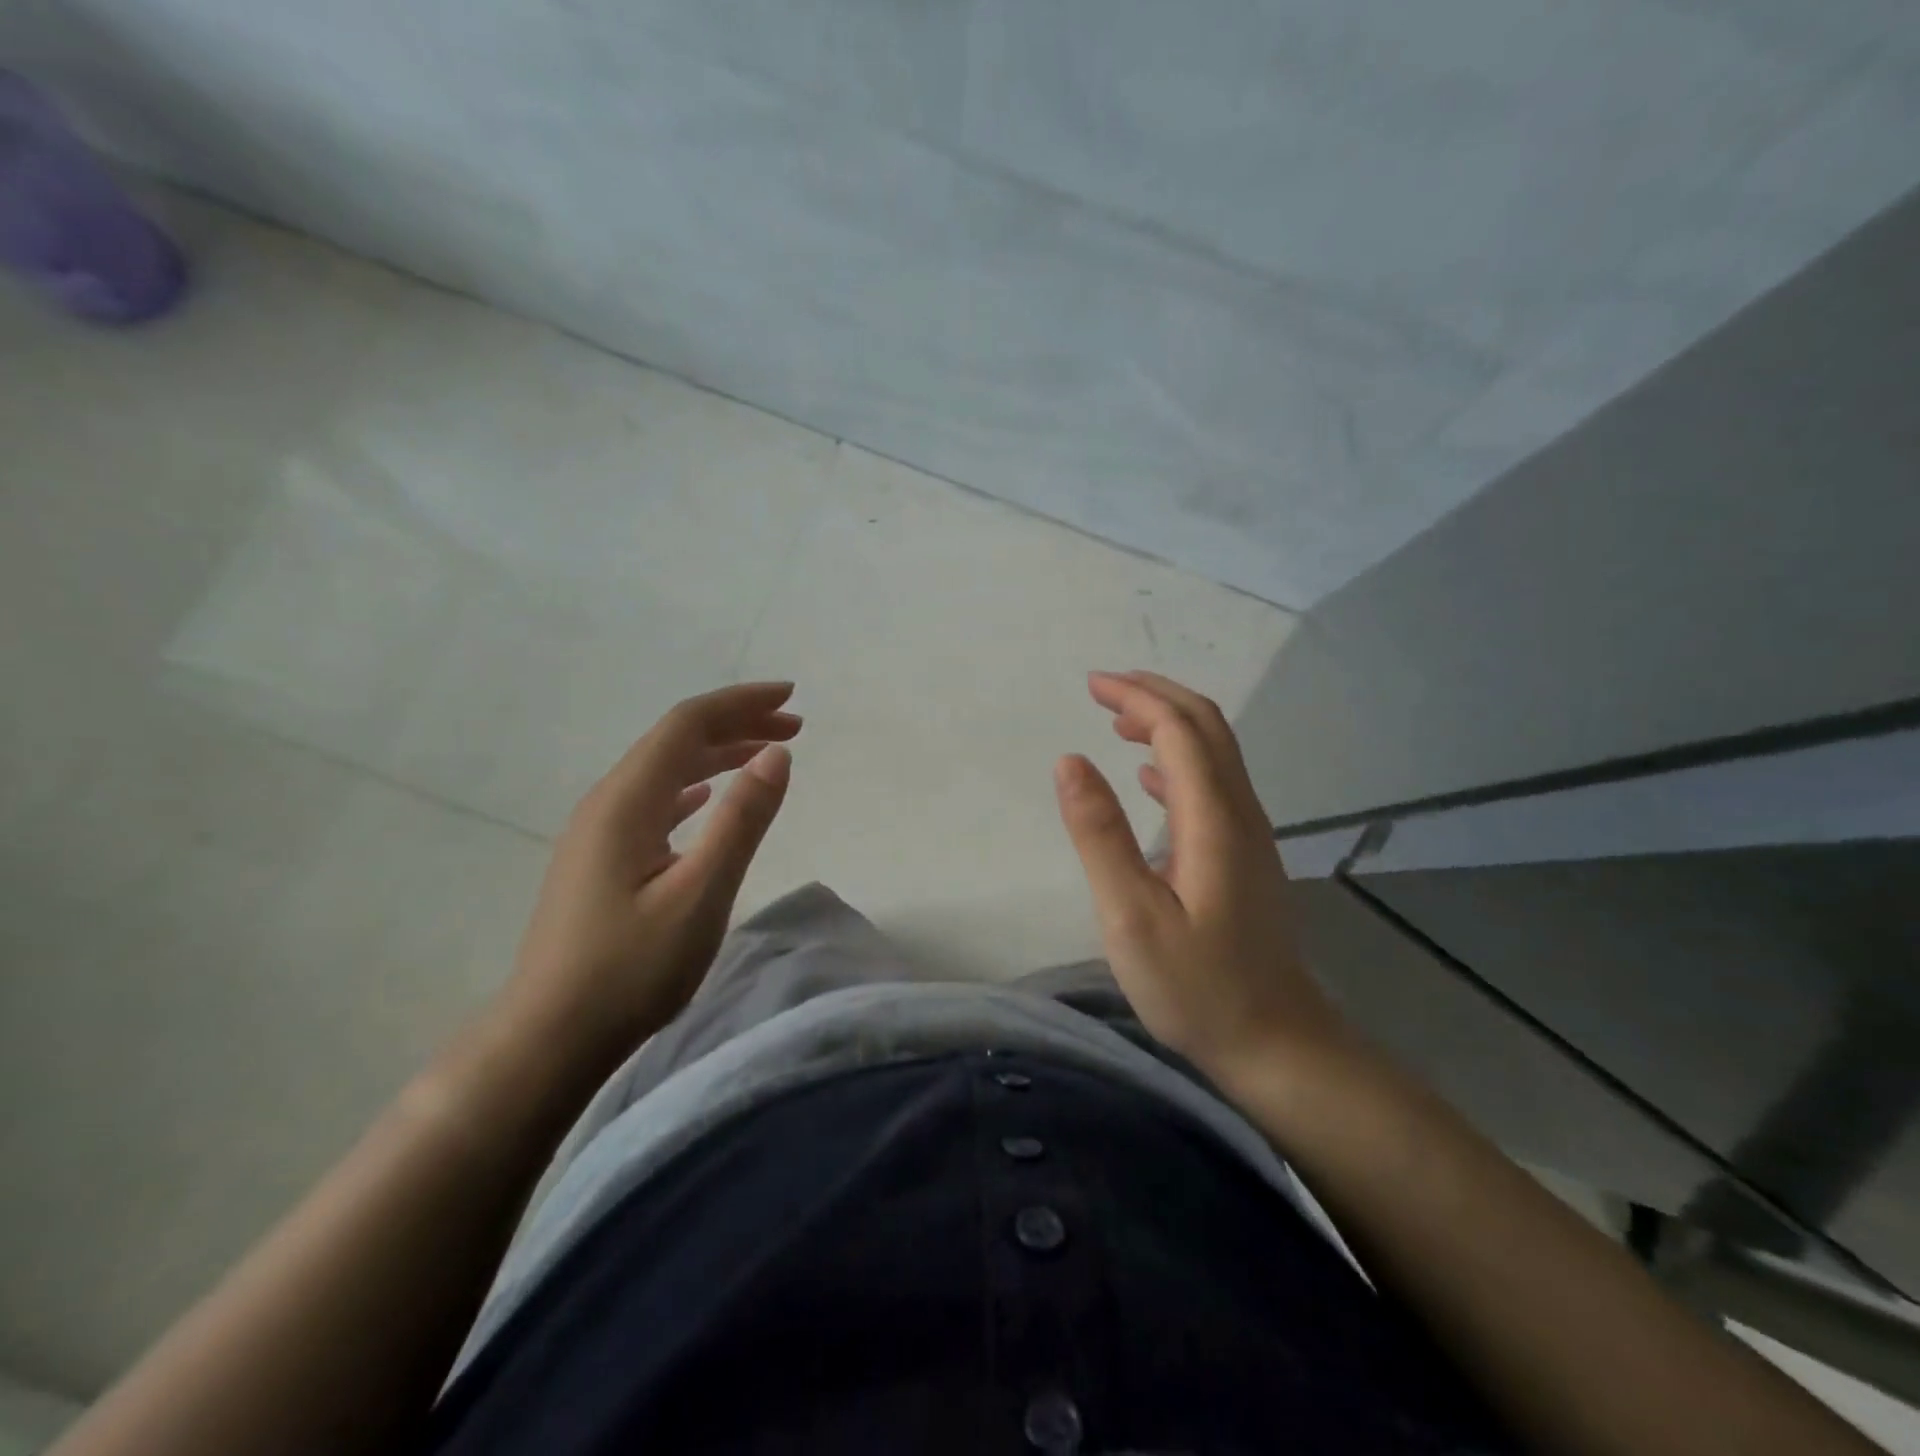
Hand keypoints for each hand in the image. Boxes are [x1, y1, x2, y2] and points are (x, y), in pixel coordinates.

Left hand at [499, 682, 801, 1066]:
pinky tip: (708, 796)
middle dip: (737, 723)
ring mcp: (599, 831)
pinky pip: (655, 800)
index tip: (792, 698)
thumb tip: (777, 755)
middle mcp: (608, 803)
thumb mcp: (700, 894)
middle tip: (795, 726)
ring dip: (718, 753)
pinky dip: (695, 785)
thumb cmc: (629, 970)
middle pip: (676, 740)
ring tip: (766, 754)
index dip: (741, 703)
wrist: (548, 1038)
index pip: (688, 725)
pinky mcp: (601, 859)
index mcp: (627, 801)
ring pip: (665, 770)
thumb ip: (741, 820)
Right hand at [1053, 670, 1347, 1080]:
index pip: (1178, 729)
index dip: (1137, 698)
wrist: (1275, 1042)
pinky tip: (1149, 775)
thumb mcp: (1131, 916)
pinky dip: (1178, 760)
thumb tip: (1070, 760)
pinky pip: (1213, 783)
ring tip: (1118, 720)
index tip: (1091, 685)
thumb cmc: (1197, 985)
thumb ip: (1100, 834)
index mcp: (1213, 818)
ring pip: (1213, 752)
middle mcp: (1239, 812)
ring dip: (1167, 723)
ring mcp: (1248, 833)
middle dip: (1155, 695)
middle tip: (1102, 688)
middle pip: (1206, 727)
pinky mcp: (1245, 854)